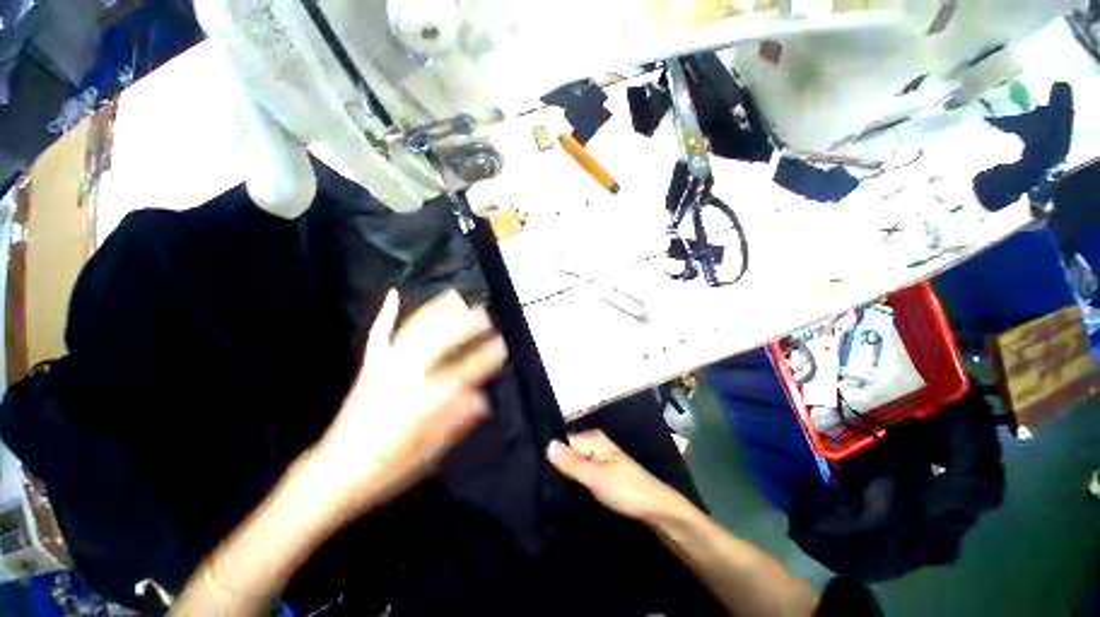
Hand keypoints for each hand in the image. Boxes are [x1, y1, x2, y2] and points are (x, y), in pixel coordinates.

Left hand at [313, 289, 506, 517]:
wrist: (334, 472)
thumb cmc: (388, 467)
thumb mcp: (432, 450)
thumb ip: (458, 420)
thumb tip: (482, 399)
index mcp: (426, 399)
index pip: (466, 370)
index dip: (487, 357)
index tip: (502, 346)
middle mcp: (408, 375)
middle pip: (442, 339)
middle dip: (467, 323)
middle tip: (485, 314)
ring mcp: (387, 366)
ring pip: (416, 328)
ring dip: (439, 310)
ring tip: (456, 297)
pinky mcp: (370, 366)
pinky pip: (379, 334)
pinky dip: (387, 313)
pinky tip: (394, 294)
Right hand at [546, 431, 690, 523]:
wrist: (657, 510)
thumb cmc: (627, 490)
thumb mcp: (596, 478)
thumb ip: (572, 463)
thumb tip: (546, 444)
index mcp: (593, 438)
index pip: (563, 440)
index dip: (550, 454)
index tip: (533, 469)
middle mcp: (594, 443)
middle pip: (567, 451)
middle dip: (555, 465)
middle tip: (538, 482)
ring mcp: (598, 458)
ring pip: (573, 462)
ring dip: (564, 474)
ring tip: (546, 488)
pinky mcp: (601, 472)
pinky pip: (581, 471)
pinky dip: (573, 479)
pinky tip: (564, 491)